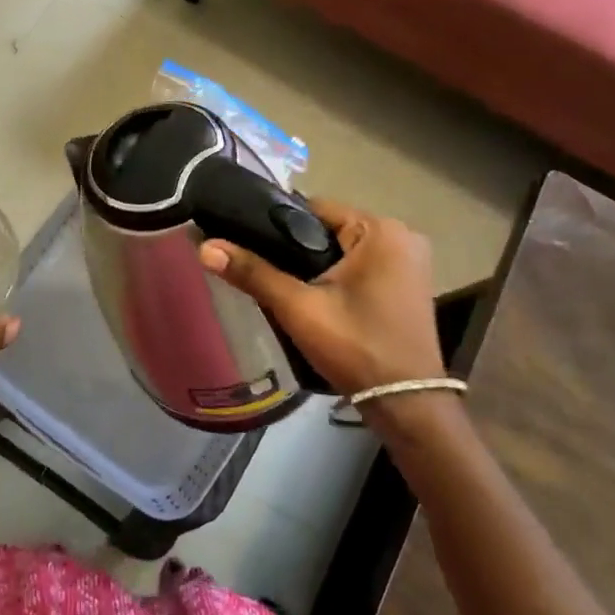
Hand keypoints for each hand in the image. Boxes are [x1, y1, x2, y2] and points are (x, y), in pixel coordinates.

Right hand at [199, 198, 443, 395]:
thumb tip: (205, 247)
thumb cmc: (355, 347)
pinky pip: (361, 265)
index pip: (314, 208)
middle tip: (262, 268)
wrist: (406, 406)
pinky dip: (337, 275)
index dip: (277, 224)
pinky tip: (315, 296)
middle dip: (296, 247)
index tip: (248, 241)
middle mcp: (402, 236)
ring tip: (282, 283)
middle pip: (329, 228)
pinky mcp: (408, 284)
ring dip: (315, 263)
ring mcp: (410, 262)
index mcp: (381, 229)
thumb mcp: (298, 307)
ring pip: (343, 249)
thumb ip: (253, 272)